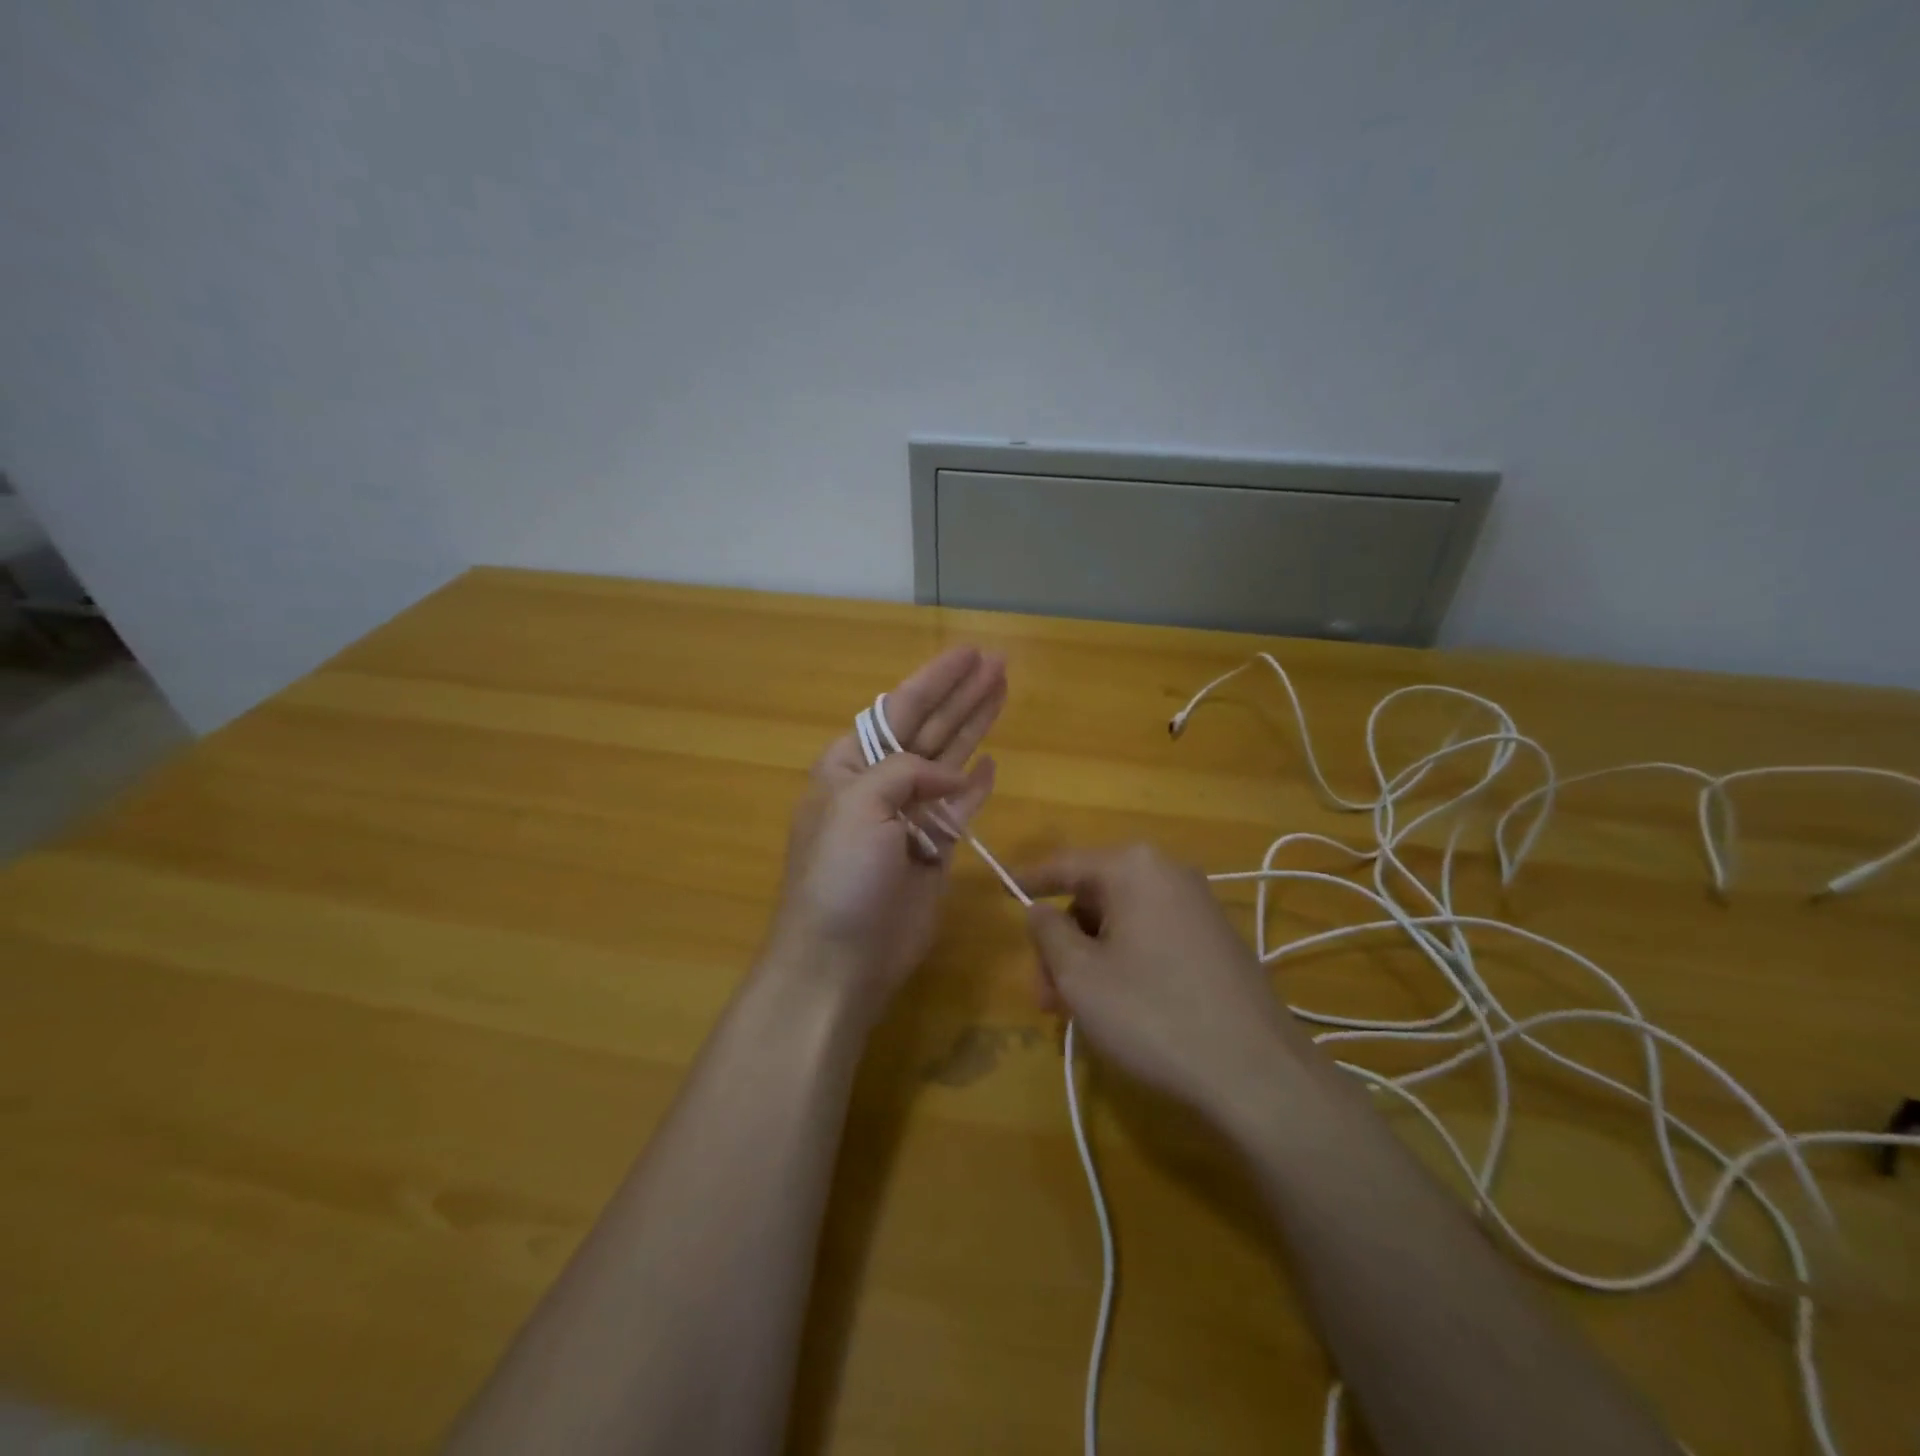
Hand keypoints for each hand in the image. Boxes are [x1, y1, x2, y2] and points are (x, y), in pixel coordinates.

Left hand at [766, 646, 1004, 1025]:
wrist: (841, 958)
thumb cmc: (839, 875)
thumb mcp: (858, 806)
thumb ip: (905, 771)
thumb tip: (953, 775)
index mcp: (852, 765)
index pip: (899, 709)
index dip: (936, 680)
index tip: (970, 653)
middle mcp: (881, 784)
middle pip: (930, 727)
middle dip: (963, 695)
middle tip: (1000, 662)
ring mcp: (910, 817)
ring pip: (950, 759)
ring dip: (975, 725)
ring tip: (1003, 690)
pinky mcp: (934, 850)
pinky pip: (961, 807)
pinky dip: (977, 785)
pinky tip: (992, 760)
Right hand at [1020, 845, 1310, 1125]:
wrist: (1257, 1074)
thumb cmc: (1153, 1014)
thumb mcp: (1081, 975)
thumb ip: (1048, 932)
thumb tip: (1039, 910)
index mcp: (1134, 868)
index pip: (1066, 864)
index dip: (1029, 880)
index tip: (1001, 890)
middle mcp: (1169, 874)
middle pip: (1093, 898)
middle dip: (1061, 944)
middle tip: (1043, 994)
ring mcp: (1198, 908)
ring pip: (1121, 924)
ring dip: (1089, 960)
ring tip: (1073, 1013)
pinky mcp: (1215, 943)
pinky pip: (1151, 939)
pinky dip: (1122, 964)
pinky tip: (1114, 1008)